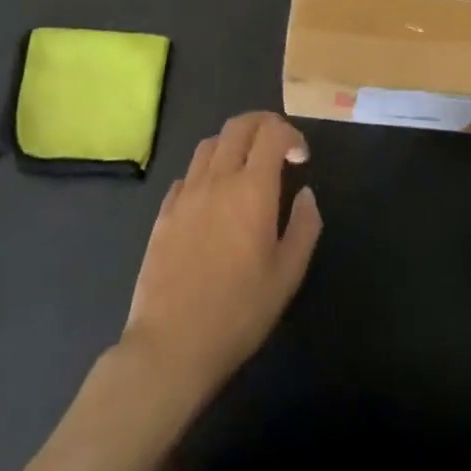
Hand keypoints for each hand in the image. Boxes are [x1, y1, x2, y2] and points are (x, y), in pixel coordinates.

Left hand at [123, 111, 322, 400]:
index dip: (291, 135)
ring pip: (209, 144)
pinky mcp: (164, 213)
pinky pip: (187, 174)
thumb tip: (306, 194)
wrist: (170, 346)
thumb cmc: (238, 312)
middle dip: (263, 124)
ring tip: (245, 168)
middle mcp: (217, 179)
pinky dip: (206, 172)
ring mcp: (186, 194)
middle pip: (238, 126)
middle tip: (278, 146)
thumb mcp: (288, 275)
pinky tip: (212, 198)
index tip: (301, 159)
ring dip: (233, 144)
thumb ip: (305, 226)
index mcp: (252, 189)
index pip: (272, 132)